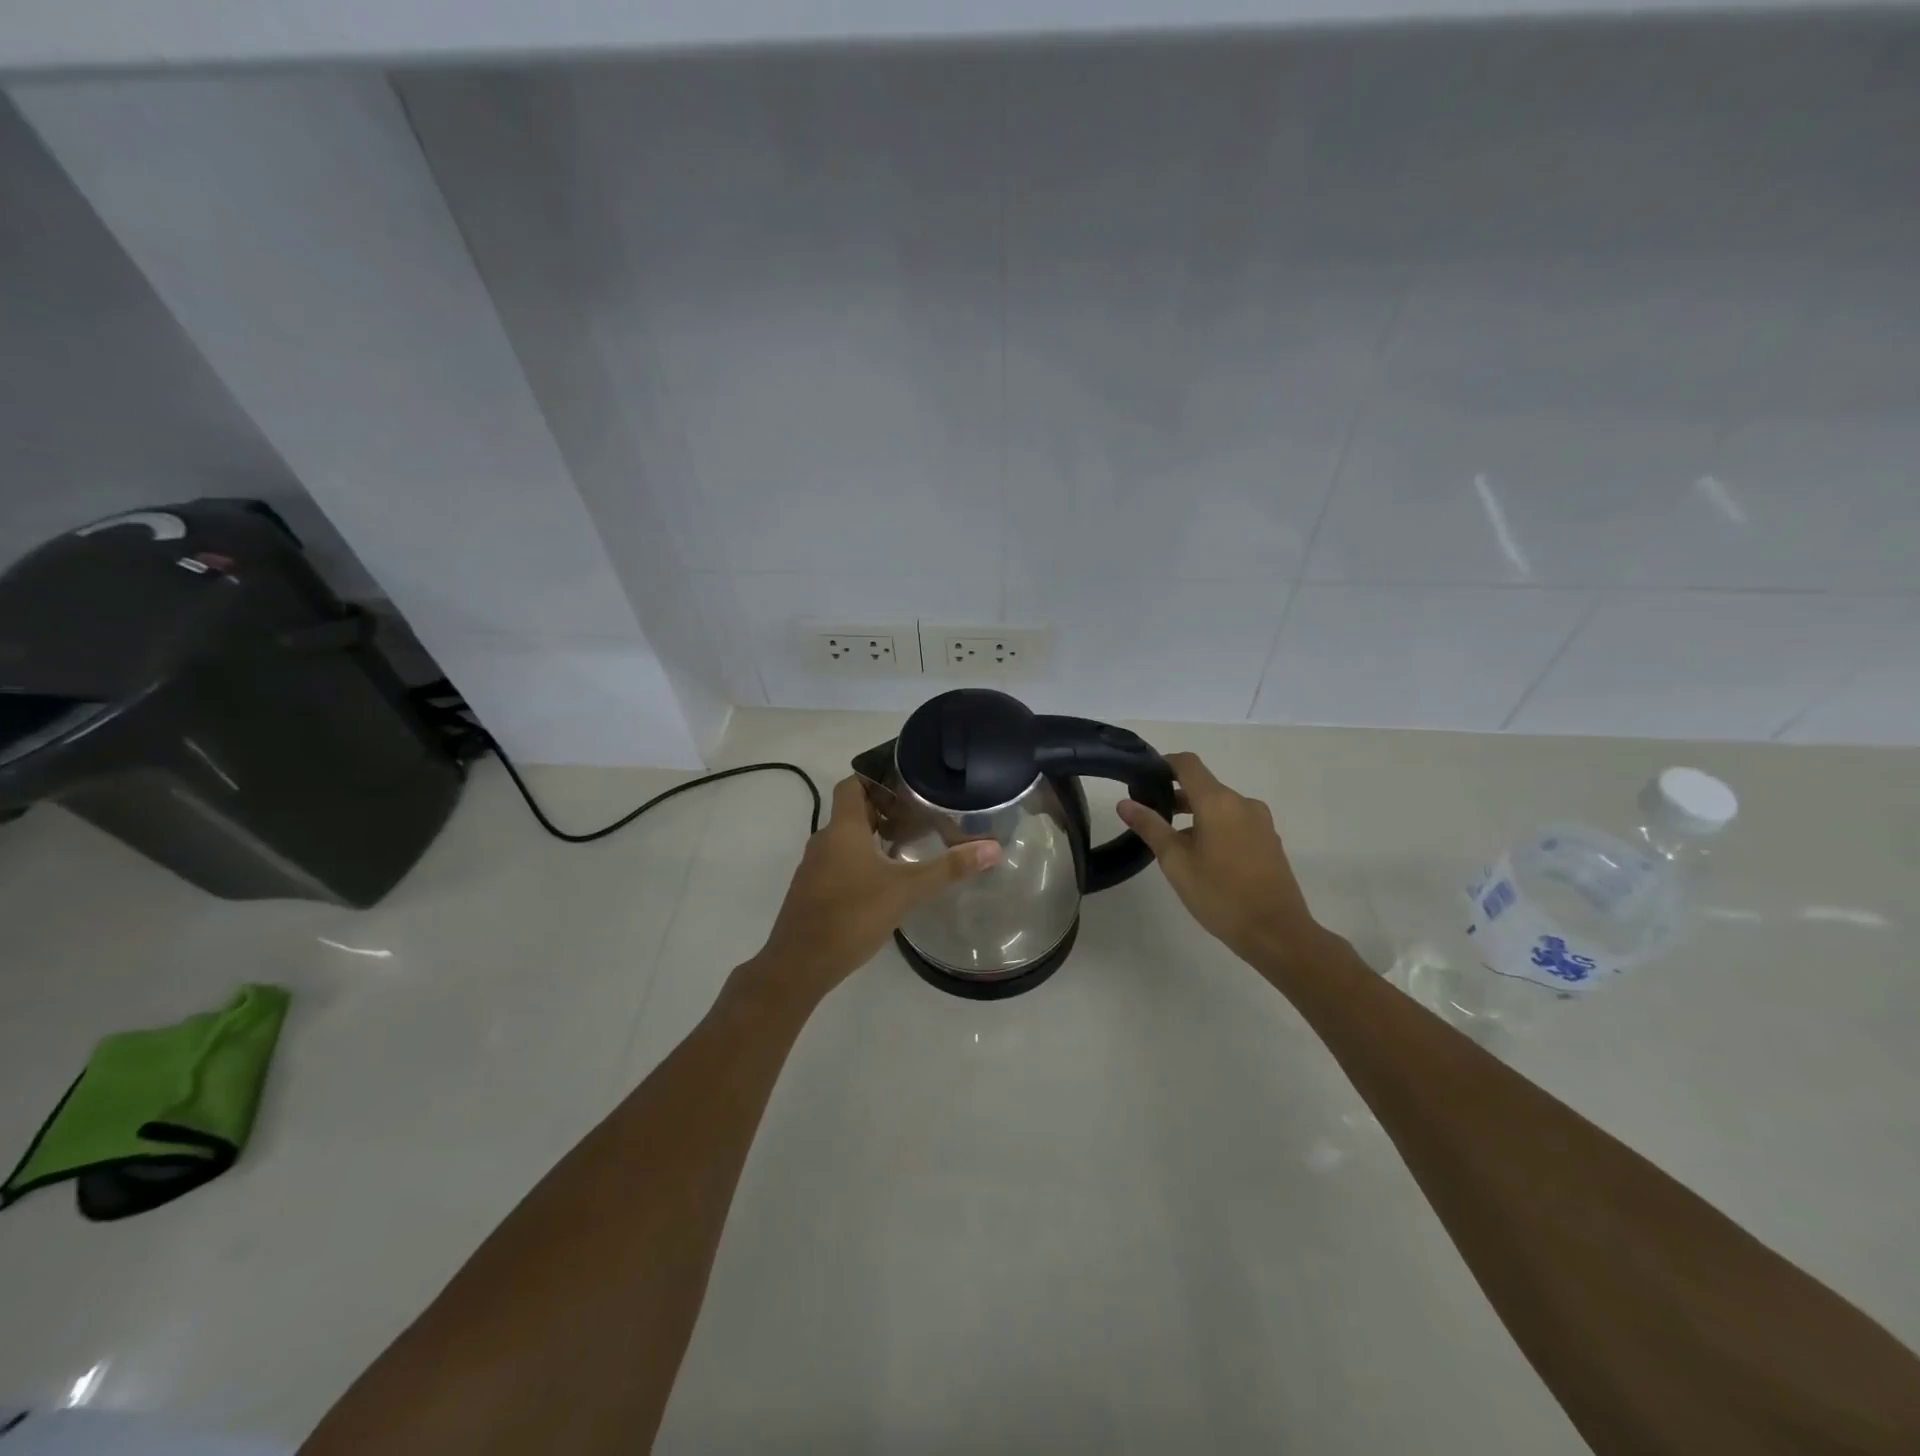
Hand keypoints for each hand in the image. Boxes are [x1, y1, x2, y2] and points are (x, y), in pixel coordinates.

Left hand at [744, 775, 998, 1005]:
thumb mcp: (906, 891)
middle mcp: (824, 840)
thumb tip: (992, 847)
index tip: (906, 783)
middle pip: (852, 811)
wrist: (799, 965)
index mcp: (842, 829)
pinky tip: (885, 880)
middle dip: (884, 809)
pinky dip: (862, 860)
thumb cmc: (852, 916)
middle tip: (919, 813)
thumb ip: (949, 869)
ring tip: (909, 844)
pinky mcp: (813, 891)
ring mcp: (814, 867)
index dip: (876, 777)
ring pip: (846, 839)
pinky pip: (839, 862)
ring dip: (873, 836)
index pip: (853, 784)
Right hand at [1117, 752, 1323, 964]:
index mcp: (1218, 801)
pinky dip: (1215, 828)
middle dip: (1176, 796)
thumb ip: (1150, 827)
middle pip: (1204, 786)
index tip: (1144, 778)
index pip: (1188, 764)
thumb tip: (1125, 803)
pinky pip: (1236, 822)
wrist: (1277, 933)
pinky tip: (1204, 858)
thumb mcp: (1176, 862)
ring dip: (1195, 815)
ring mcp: (1260, 822)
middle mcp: (1243, 803)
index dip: (1165, 764)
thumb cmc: (1220, 894)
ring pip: (1220, 807)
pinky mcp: (1269, 841)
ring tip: (1173, 844)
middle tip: (1150, 817)